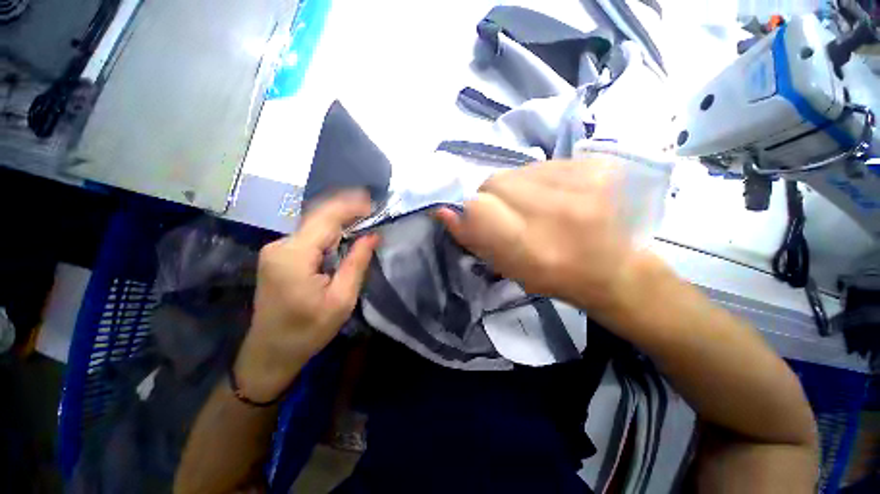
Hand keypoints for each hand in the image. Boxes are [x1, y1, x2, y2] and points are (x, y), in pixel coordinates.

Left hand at [234, 191, 378, 402]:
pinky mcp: (278, 256)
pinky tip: (345, 234)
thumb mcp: (341, 299)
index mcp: (294, 256)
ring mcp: (276, 250)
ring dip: (338, 220)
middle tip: (372, 209)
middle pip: (317, 217)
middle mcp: (280, 246)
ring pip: (313, 225)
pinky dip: (329, 231)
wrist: (270, 352)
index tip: (374, 204)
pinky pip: (308, 236)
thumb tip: (372, 235)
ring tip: (363, 218)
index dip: (351, 206)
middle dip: (346, 209)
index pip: (325, 218)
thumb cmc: (308, 331)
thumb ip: (357, 263)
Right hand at [437, 159, 652, 315]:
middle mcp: (559, 211)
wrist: (615, 267)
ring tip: (536, 206)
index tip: (476, 219)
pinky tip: (556, 196)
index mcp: (534, 247)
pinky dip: (539, 178)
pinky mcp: (599, 166)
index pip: (478, 207)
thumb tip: (443, 211)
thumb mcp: (507, 269)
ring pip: (517, 170)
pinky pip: (543, 164)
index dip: (471, 211)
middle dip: (491, 197)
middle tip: (509, 215)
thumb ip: (474, 239)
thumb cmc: (555, 278)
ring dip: (516, 188)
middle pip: (496, 182)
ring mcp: (586, 183)